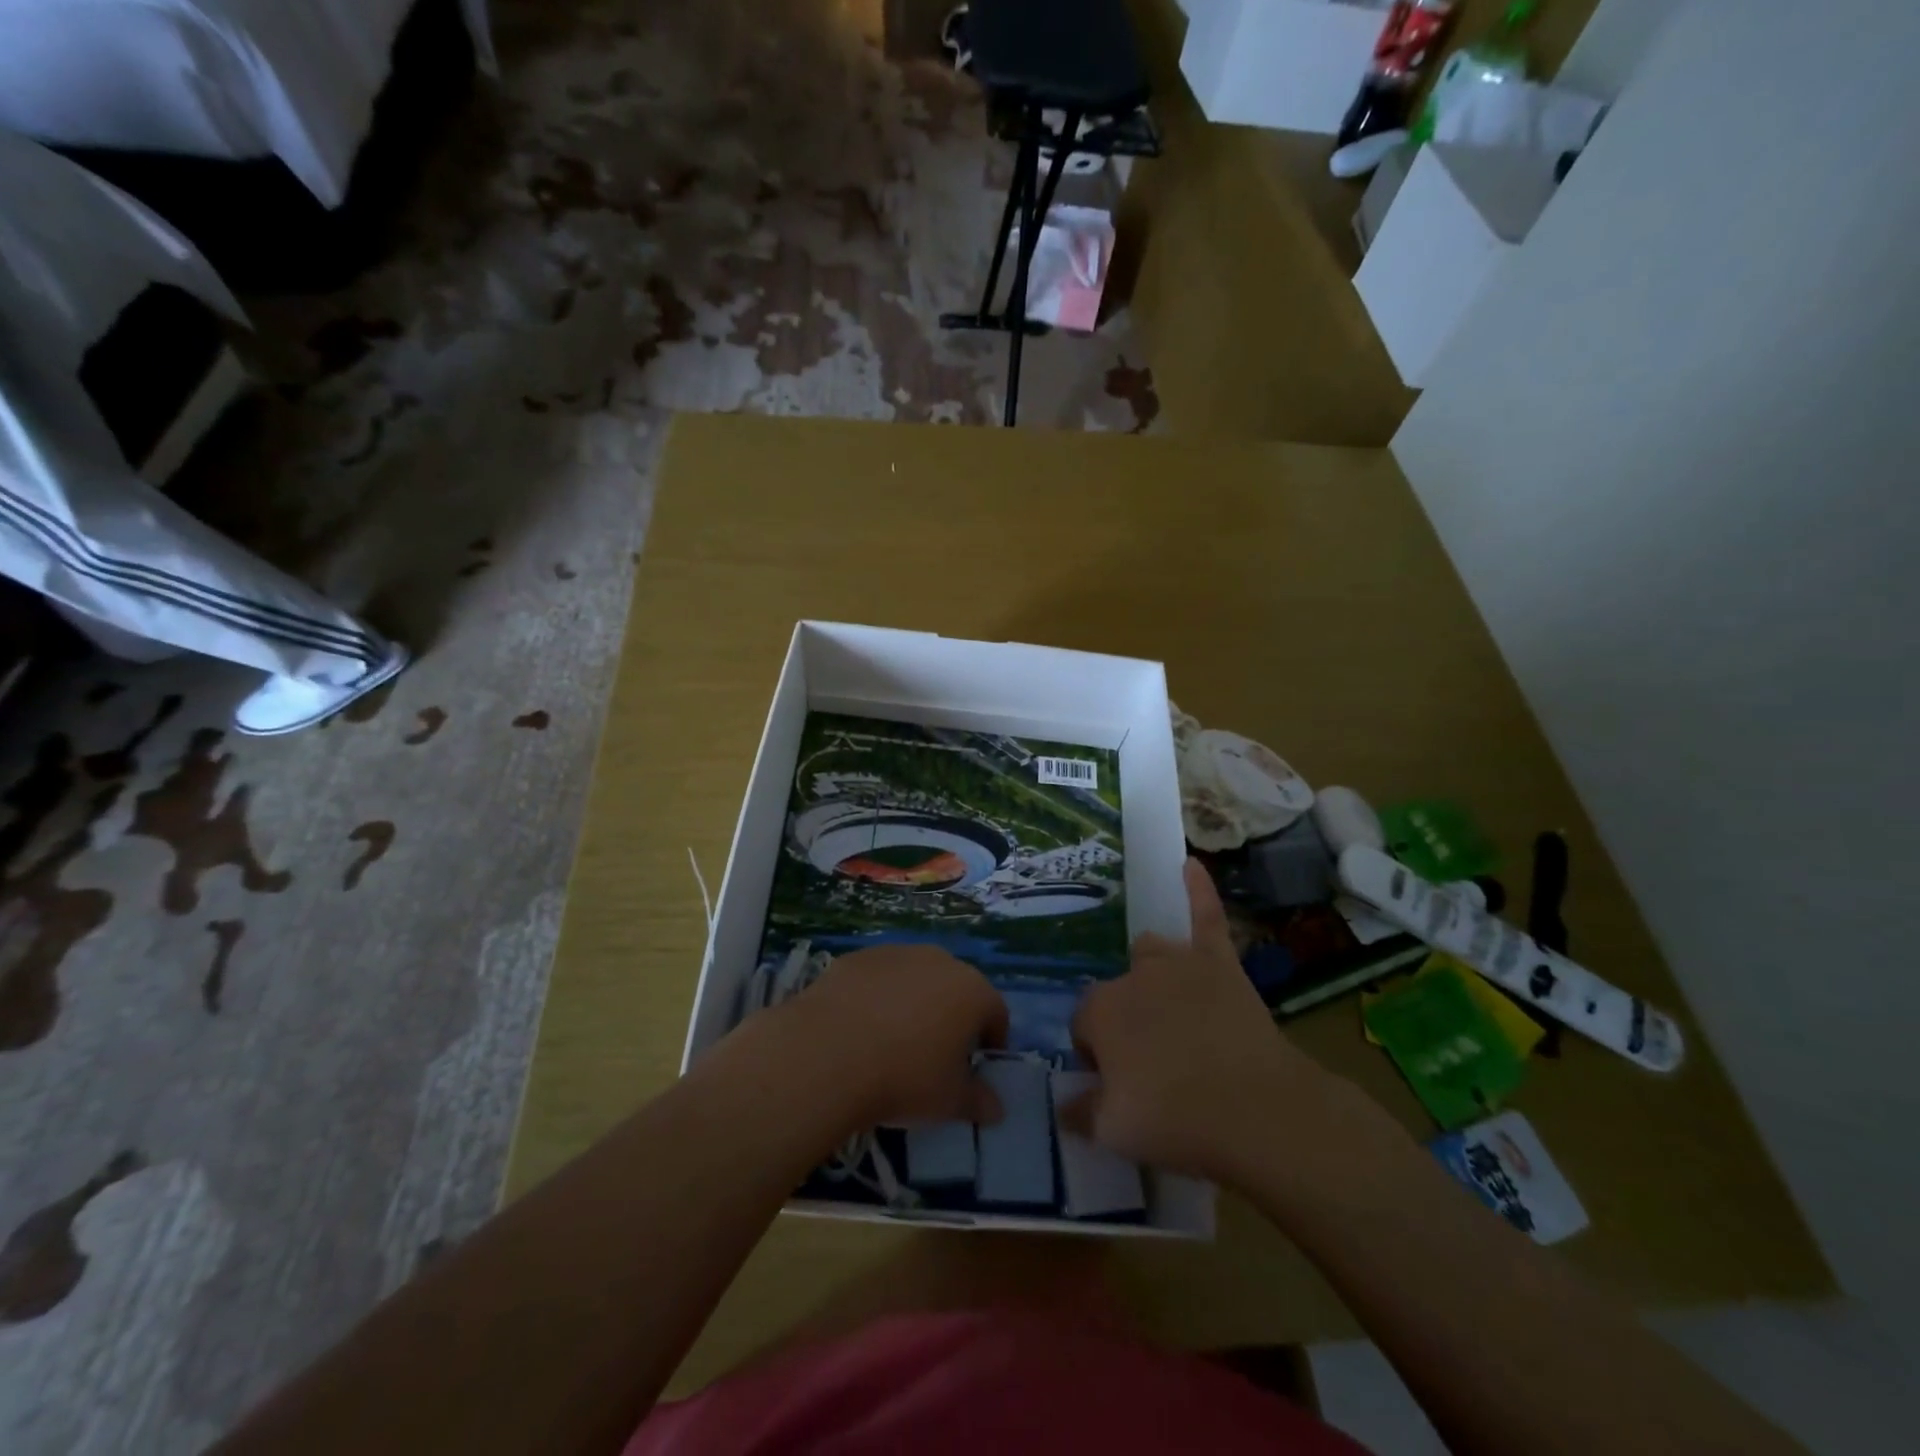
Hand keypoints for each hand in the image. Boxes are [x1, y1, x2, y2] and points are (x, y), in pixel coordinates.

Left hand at [778, 944, 1008, 1128]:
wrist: (828, 1052)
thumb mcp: (949, 1102)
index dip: (991, 1042)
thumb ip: (978, 1102)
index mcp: (972, 991)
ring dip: (914, 1003)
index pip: (996, 1013)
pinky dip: (877, 997)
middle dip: (952, 1018)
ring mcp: (896, 953)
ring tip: (893, 1042)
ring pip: (916, 978)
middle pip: (956, 989)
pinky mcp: (858, 957)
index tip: (975, 1069)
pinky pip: (879, 978)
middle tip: (935, 1056)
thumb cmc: (904, 1078)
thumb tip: (996, 1109)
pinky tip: (860, 1029)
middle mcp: (940, 961)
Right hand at [1066, 860, 1338, 1184]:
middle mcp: (1132, 976)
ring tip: (1170, 1011)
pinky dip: (1198, 890)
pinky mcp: (1219, 962)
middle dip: (1126, 1023)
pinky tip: (1190, 863)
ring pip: (1151, 953)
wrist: (1258, 1111)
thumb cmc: (1176, 1120)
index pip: (1084, 1027)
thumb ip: (1080, 1111)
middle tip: (1153, 1068)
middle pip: (1118, 993)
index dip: (1099, 1058)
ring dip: (1152, 975)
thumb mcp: (1112, 1131)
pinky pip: (1206, 916)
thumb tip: (1066, 1105)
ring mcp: (1178, 963)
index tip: (1120, 1087)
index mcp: (1100, 1010)